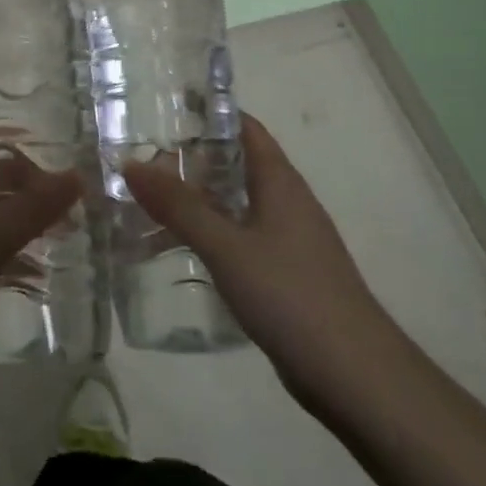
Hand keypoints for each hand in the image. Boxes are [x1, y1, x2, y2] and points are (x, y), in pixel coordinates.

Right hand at [122, 114, 397, 410]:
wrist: (356, 377)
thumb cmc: (292, 296)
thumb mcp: (227, 247)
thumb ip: (178, 206)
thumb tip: (129, 163)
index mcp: (279, 182)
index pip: (243, 127)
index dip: (207, 113)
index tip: (160, 108)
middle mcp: (285, 202)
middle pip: (233, 164)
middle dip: (188, 159)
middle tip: (137, 159)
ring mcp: (286, 240)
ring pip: (232, 204)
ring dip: (193, 199)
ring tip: (143, 202)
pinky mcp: (282, 274)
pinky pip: (236, 238)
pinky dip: (205, 234)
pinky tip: (175, 250)